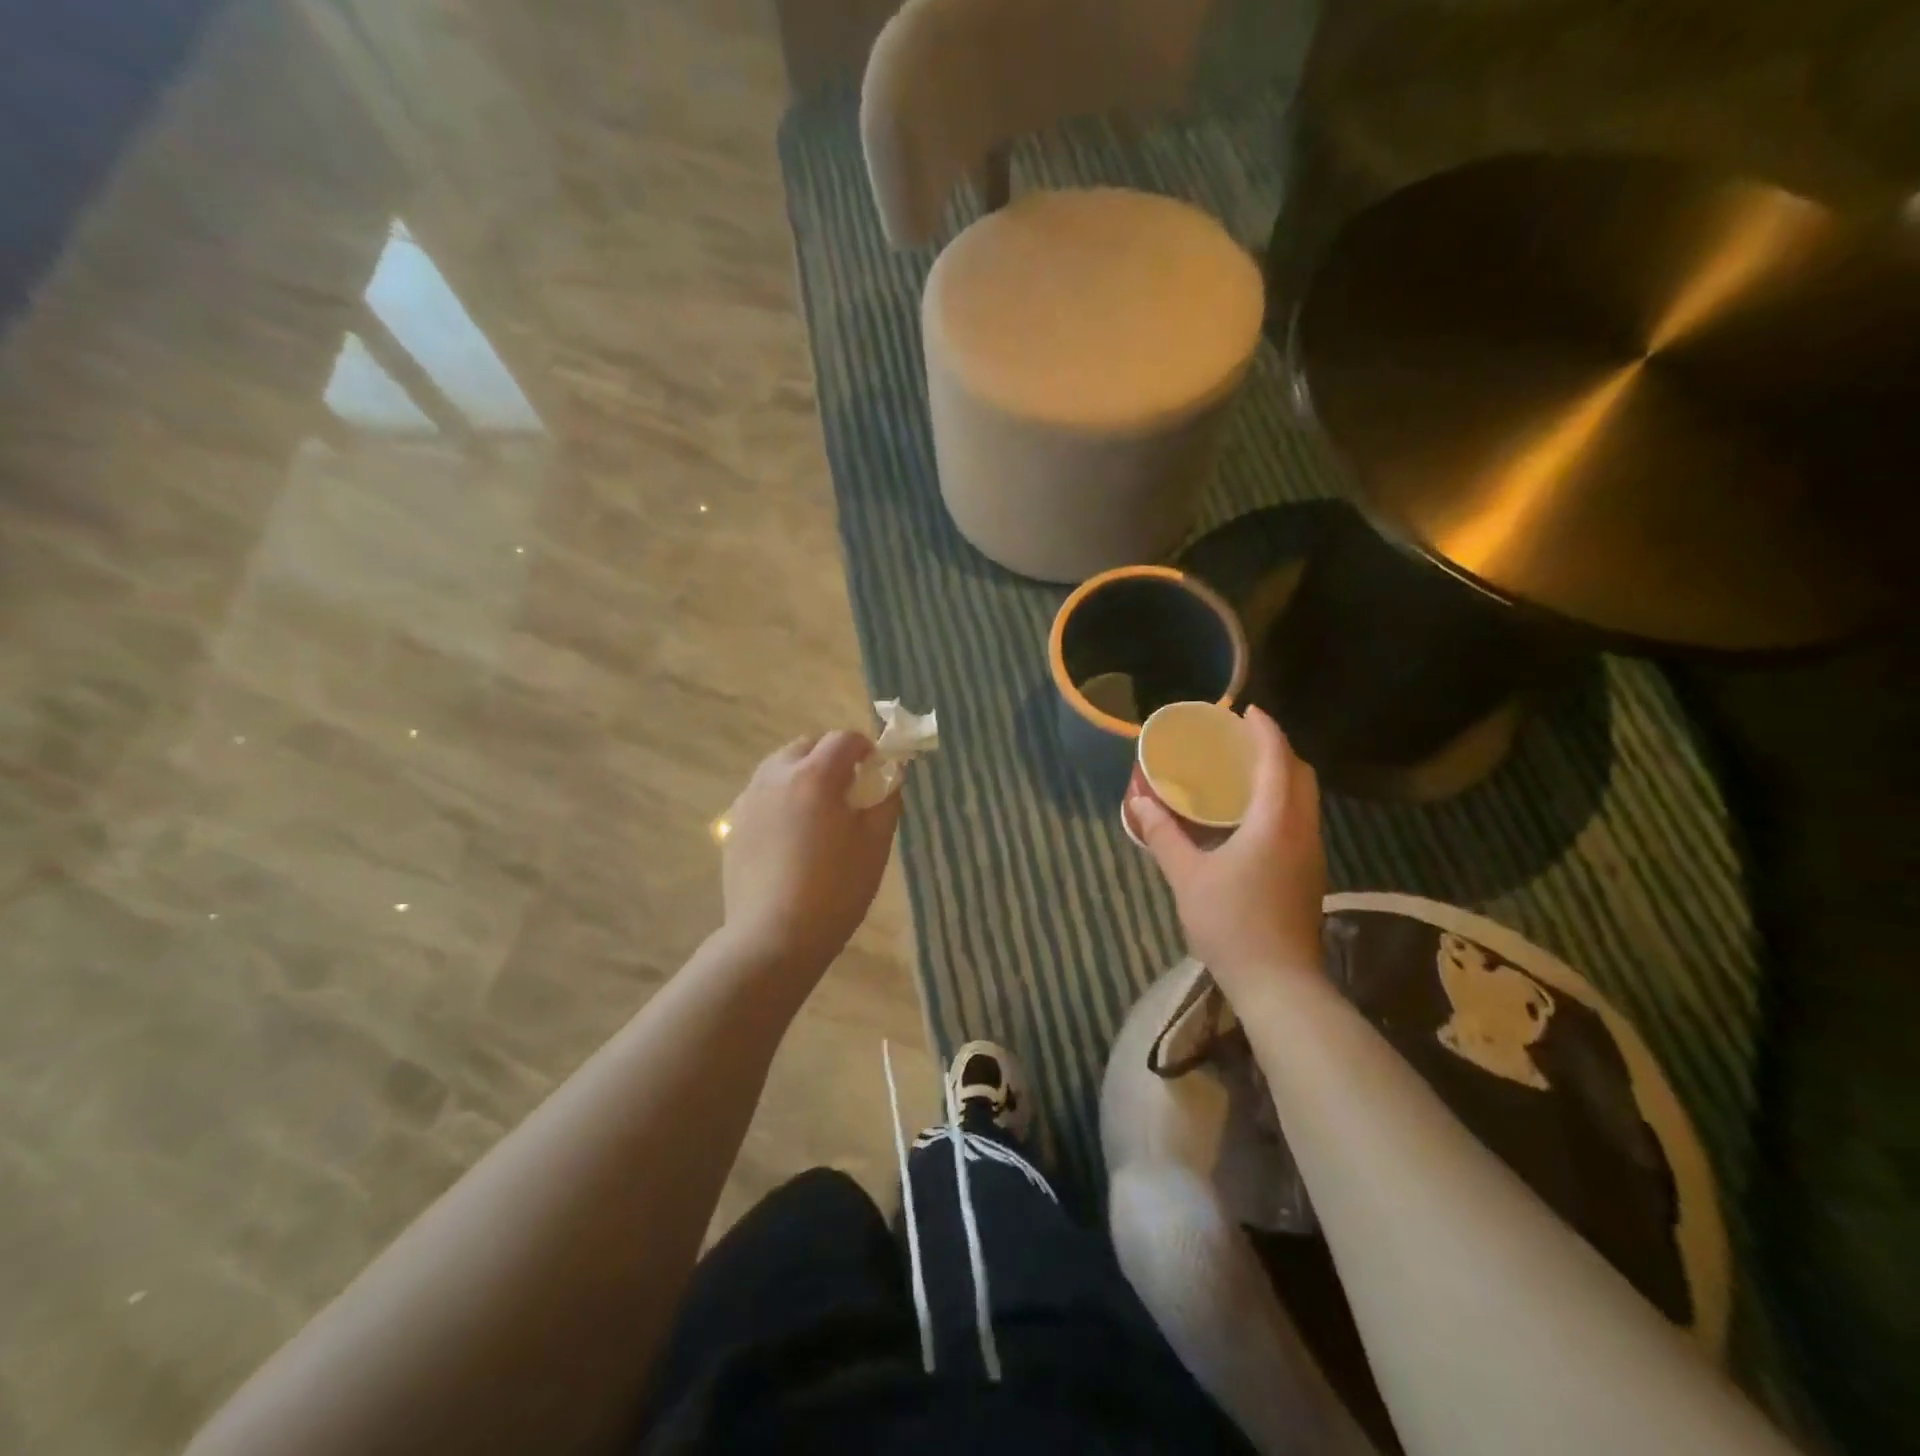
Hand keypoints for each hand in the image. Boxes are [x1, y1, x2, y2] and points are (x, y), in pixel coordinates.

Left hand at [719, 731, 902, 976]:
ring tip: (818, 810)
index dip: (866, 747)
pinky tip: (790, 834)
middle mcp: (776, 776)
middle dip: (830, 756)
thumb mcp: (876, 845)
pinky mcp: (734, 825)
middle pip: (807, 745)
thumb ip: (886, 801)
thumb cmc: (835, 889)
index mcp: (815, 776)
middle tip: (848, 789)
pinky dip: (781, 798)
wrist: (773, 936)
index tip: (876, 769)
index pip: (844, 739)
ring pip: (779, 767)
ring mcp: (749, 799)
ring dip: (803, 774)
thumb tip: (890, 778)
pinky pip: (762, 794)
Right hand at [1129, 706, 1326, 999]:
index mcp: (1275, 822)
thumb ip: (1162, 834)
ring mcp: (1311, 854)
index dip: (1266, 731)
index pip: (1278, 760)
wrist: (1279, 984)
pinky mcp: (1309, 874)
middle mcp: (1302, 830)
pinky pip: (1300, 820)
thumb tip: (1138, 801)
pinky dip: (1282, 802)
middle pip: (1302, 775)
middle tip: (1243, 742)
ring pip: (1306, 799)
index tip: (1247, 711)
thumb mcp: (1187, 876)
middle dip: (1278, 750)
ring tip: (1246, 774)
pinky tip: (1252, 818)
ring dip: (1283, 777)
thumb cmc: (1231, 924)